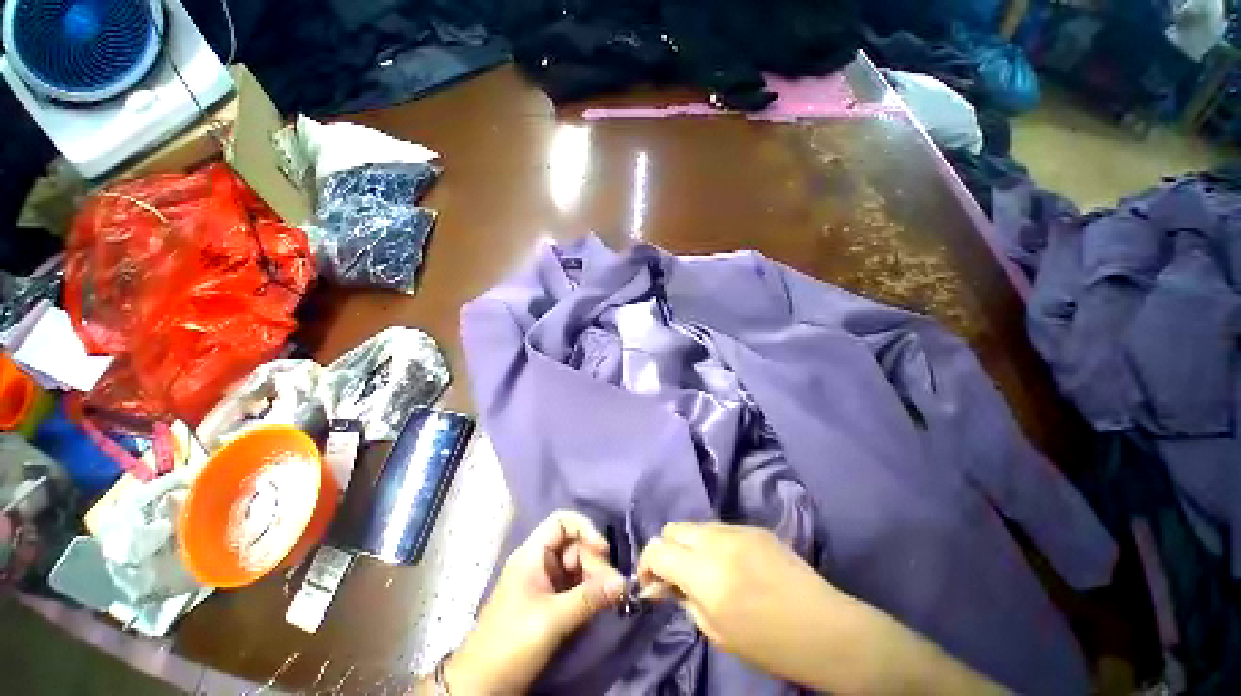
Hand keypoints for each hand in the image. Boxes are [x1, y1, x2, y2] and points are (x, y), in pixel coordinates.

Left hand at [445, 511, 625, 694]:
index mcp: (532, 554)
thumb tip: (623, 582)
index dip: (584, 528)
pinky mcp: (550, 602)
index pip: (562, 522)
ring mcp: (545, 582)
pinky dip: (589, 591)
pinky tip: (601, 603)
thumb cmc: (511, 644)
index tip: (602, 550)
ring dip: (595, 578)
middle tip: (613, 586)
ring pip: (578, 566)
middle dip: (595, 561)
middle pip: (575, 545)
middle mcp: (540, 562)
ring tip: (610, 597)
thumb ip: (589, 598)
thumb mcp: (552, 620)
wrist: (481, 686)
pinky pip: (575, 585)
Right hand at [636, 522, 841, 680]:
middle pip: (673, 528)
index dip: (646, 563)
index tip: (650, 581)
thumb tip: (658, 584)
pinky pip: (720, 528)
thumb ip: (683, 599)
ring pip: (696, 525)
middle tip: (674, 574)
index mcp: (706, 574)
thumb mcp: (717, 631)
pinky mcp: (755, 527)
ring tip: (702, 569)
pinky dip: (712, 542)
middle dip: (667, 549)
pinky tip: (728, 564)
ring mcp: (738, 530)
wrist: (825, 629)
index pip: (658, 549)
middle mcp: (717, 542)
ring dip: (689, 544)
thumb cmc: (769, 644)